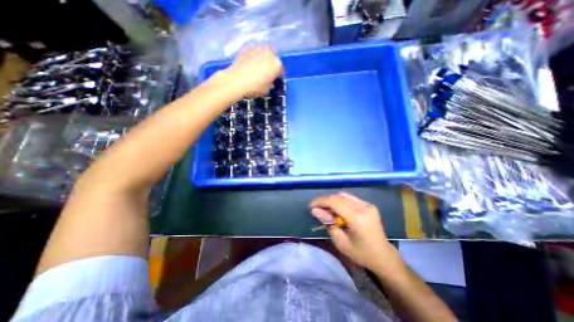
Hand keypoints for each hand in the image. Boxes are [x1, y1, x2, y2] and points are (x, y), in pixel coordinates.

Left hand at [222, 45, 281, 98]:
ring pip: (263, 54)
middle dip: (271, 65)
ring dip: (262, 60)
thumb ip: (270, 83)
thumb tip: (269, 81)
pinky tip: (250, 65)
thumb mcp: (266, 89)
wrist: (236, 81)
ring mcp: (257, 48)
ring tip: (258, 68)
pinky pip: (254, 53)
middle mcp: (269, 53)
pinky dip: (253, 58)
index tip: (274, 81)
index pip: (280, 70)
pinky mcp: (246, 48)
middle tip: (266, 74)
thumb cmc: (255, 87)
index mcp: (277, 64)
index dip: (277, 76)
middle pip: (273, 59)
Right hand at [310, 191, 399, 271]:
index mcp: (357, 218)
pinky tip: (337, 209)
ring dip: (332, 200)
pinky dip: (340, 201)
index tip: (311, 206)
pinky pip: (350, 198)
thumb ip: (327, 223)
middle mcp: (363, 207)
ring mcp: (367, 204)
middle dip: (325, 200)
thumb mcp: (340, 241)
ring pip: (343, 195)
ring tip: (326, 209)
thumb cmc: (361, 253)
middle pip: (338, 196)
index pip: (334, 202)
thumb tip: (315, 210)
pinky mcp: (369, 205)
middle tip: (317, 209)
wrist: (383, 256)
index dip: (320, 201)